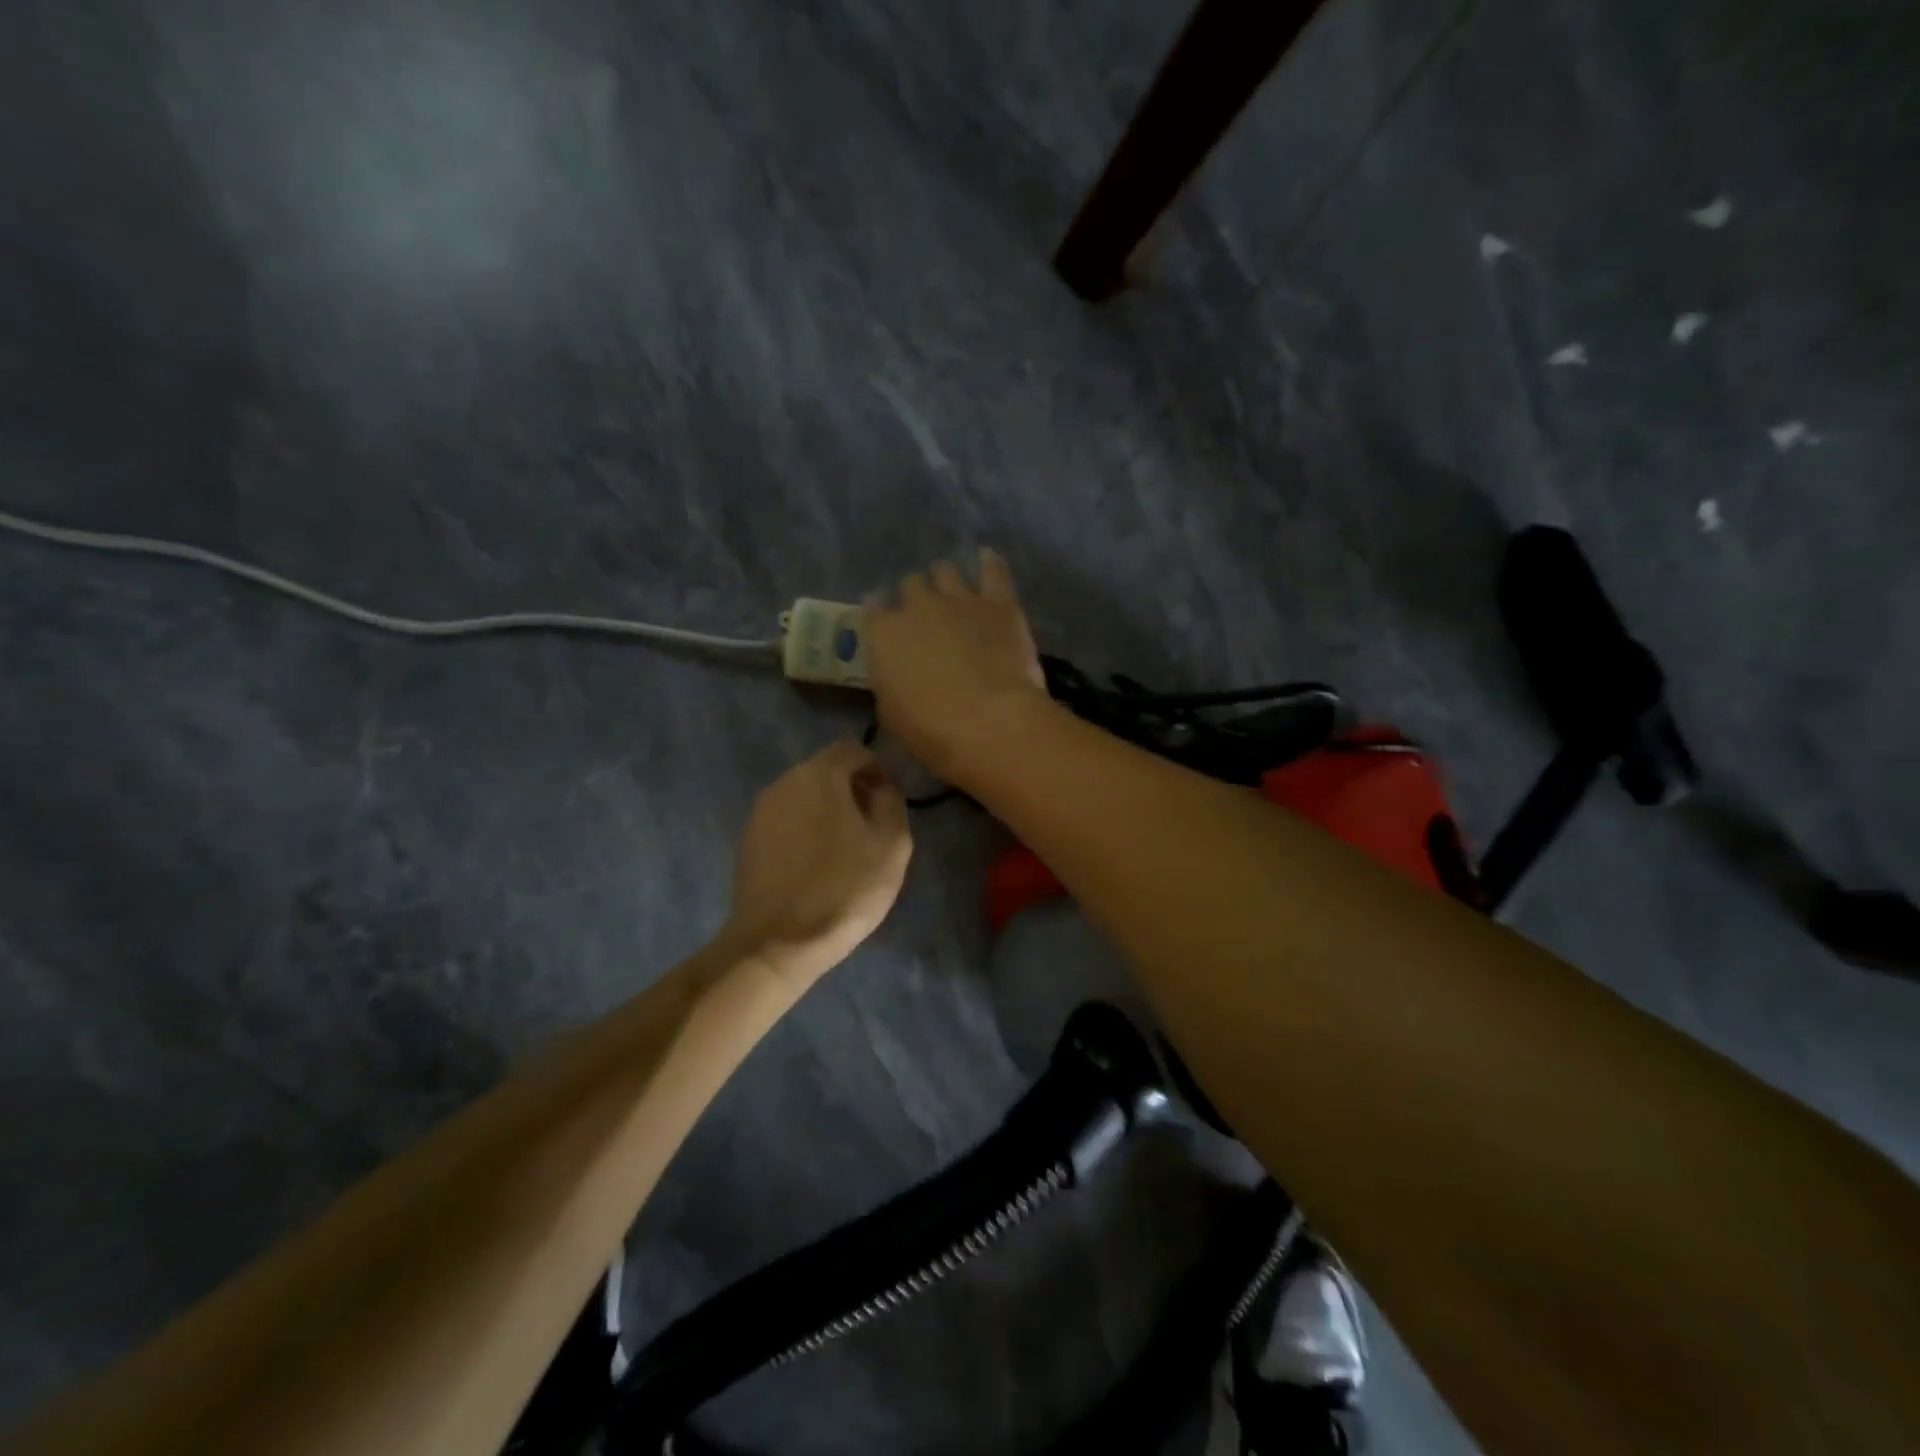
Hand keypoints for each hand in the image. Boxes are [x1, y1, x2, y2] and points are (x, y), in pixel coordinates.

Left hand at [727, 741, 912, 981]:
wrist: (778, 942)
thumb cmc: (844, 889)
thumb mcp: (891, 845)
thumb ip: (892, 802)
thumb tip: (881, 787)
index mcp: (819, 775)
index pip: (852, 749)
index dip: (876, 768)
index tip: (889, 801)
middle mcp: (784, 783)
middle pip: (825, 770)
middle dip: (851, 789)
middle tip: (872, 827)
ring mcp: (760, 812)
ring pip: (803, 797)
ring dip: (827, 811)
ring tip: (846, 850)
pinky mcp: (748, 841)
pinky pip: (786, 822)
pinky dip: (805, 831)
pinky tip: (816, 866)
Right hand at [864, 549, 1049, 786]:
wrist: (988, 722)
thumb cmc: (930, 731)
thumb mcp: (892, 714)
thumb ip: (891, 685)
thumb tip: (900, 679)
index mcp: (883, 634)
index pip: (872, 609)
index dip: (878, 612)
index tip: (884, 620)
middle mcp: (917, 607)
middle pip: (911, 585)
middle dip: (915, 596)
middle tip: (924, 614)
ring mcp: (960, 600)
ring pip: (946, 571)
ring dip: (945, 579)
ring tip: (951, 590)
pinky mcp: (999, 603)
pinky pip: (993, 571)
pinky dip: (989, 563)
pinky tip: (987, 558)